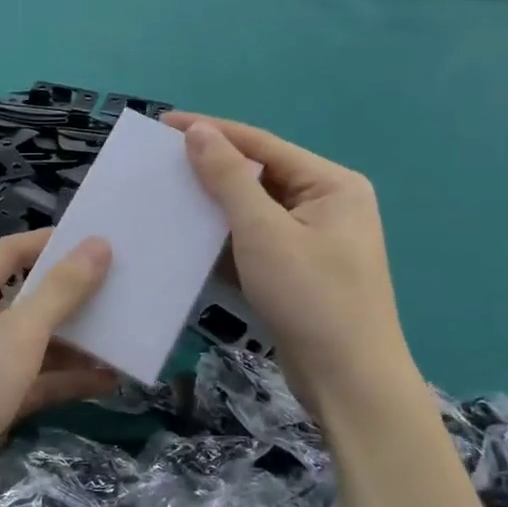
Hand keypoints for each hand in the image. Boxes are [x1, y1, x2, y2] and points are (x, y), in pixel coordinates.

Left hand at [0, 229, 114, 506]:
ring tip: (122, 335)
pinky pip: (36, 382)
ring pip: (34, 345)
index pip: (7, 254)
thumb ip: (61, 290)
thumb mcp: (20, 332)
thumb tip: (98, 245)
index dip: (48, 243)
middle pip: (24, 300)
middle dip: (69, 296)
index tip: (93, 241)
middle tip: (118, 288)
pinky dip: (67, 380)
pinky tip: (108, 380)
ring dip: (75, 343)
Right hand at [164, 113, 421, 417]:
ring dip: (211, 207)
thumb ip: (228, 178)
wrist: (348, 383)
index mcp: (331, 184)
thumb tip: (197, 131)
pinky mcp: (294, 270)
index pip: (261, 144)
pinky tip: (184, 237)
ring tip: (164, 196)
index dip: (211, 131)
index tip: (163, 124)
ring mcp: (310, 240)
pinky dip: (222, 239)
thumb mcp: (264, 232)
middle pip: (257, 175)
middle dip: (209, 171)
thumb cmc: (311, 298)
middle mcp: (325, 204)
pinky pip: (252, 242)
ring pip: (251, 211)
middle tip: (159, 163)